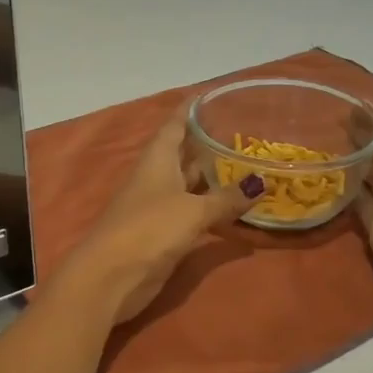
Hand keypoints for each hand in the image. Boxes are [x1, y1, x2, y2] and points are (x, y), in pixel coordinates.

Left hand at [60, 107, 260, 324]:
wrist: (111, 276)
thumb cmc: (149, 229)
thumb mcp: (193, 211)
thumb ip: (226, 198)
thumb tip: (261, 183)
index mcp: (157, 160)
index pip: (174, 125)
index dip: (190, 110)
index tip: (211, 96)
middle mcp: (156, 177)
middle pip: (183, 153)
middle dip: (207, 143)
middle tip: (243, 132)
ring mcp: (158, 206)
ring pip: (189, 184)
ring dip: (212, 177)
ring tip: (247, 165)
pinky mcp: (162, 233)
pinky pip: (192, 212)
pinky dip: (212, 208)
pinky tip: (234, 208)